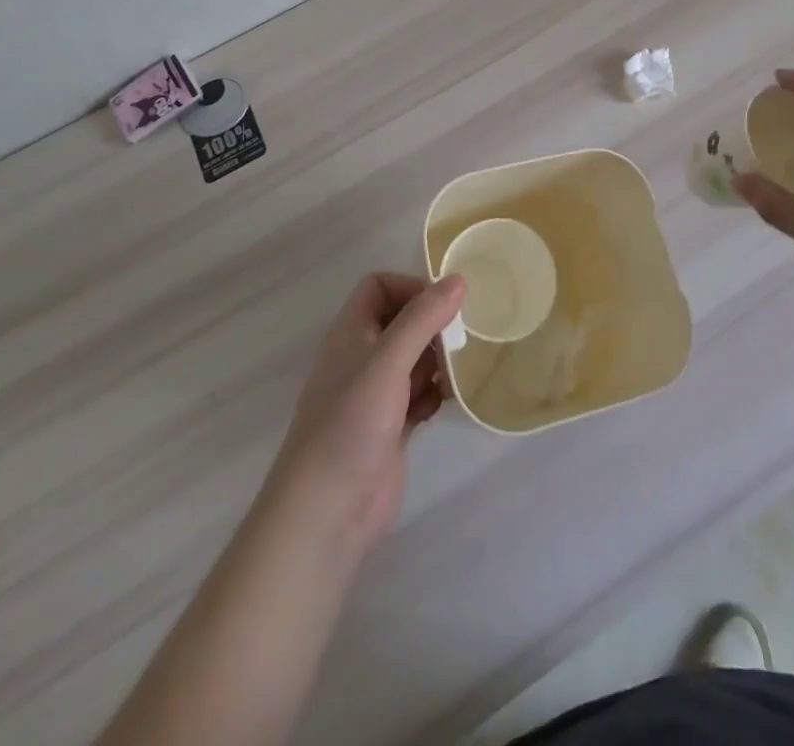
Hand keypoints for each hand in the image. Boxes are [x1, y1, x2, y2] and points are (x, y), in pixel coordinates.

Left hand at [262, 272, 465, 557]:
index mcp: (351, 334)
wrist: (327, 514)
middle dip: (434, 322)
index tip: (444, 303)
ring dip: (440, 357)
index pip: (378, 287)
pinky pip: (422, 394)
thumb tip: (459, 279)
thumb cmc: (350, 425)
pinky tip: (454, 399)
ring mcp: (377, 395)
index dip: (410, 286)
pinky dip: (438, 392)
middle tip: (466, 333)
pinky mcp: (393, 427)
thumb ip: (422, 319)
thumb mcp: (387, 362)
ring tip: (466, 364)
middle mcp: (362, 358)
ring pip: (415, 358)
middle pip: (402, 321)